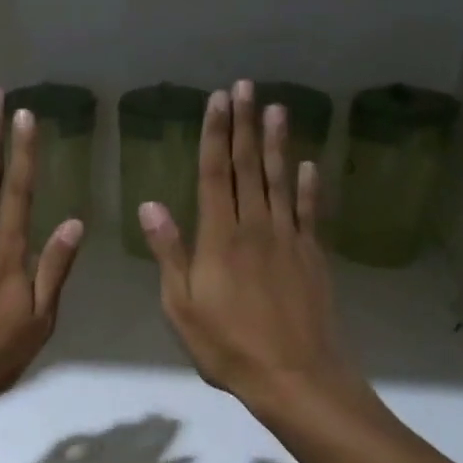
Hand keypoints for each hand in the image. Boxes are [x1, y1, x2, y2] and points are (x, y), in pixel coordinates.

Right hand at [138, 79, 359, 414]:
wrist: (294, 376)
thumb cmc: (227, 346)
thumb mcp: (182, 306)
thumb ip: (169, 253)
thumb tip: (151, 205)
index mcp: (219, 238)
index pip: (216, 175)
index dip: (216, 135)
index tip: (218, 100)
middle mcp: (256, 228)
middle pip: (249, 168)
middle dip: (245, 125)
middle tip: (247, 86)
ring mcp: (289, 240)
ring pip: (280, 181)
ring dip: (277, 144)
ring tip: (278, 108)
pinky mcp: (312, 257)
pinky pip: (309, 213)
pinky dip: (307, 187)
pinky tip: (308, 165)